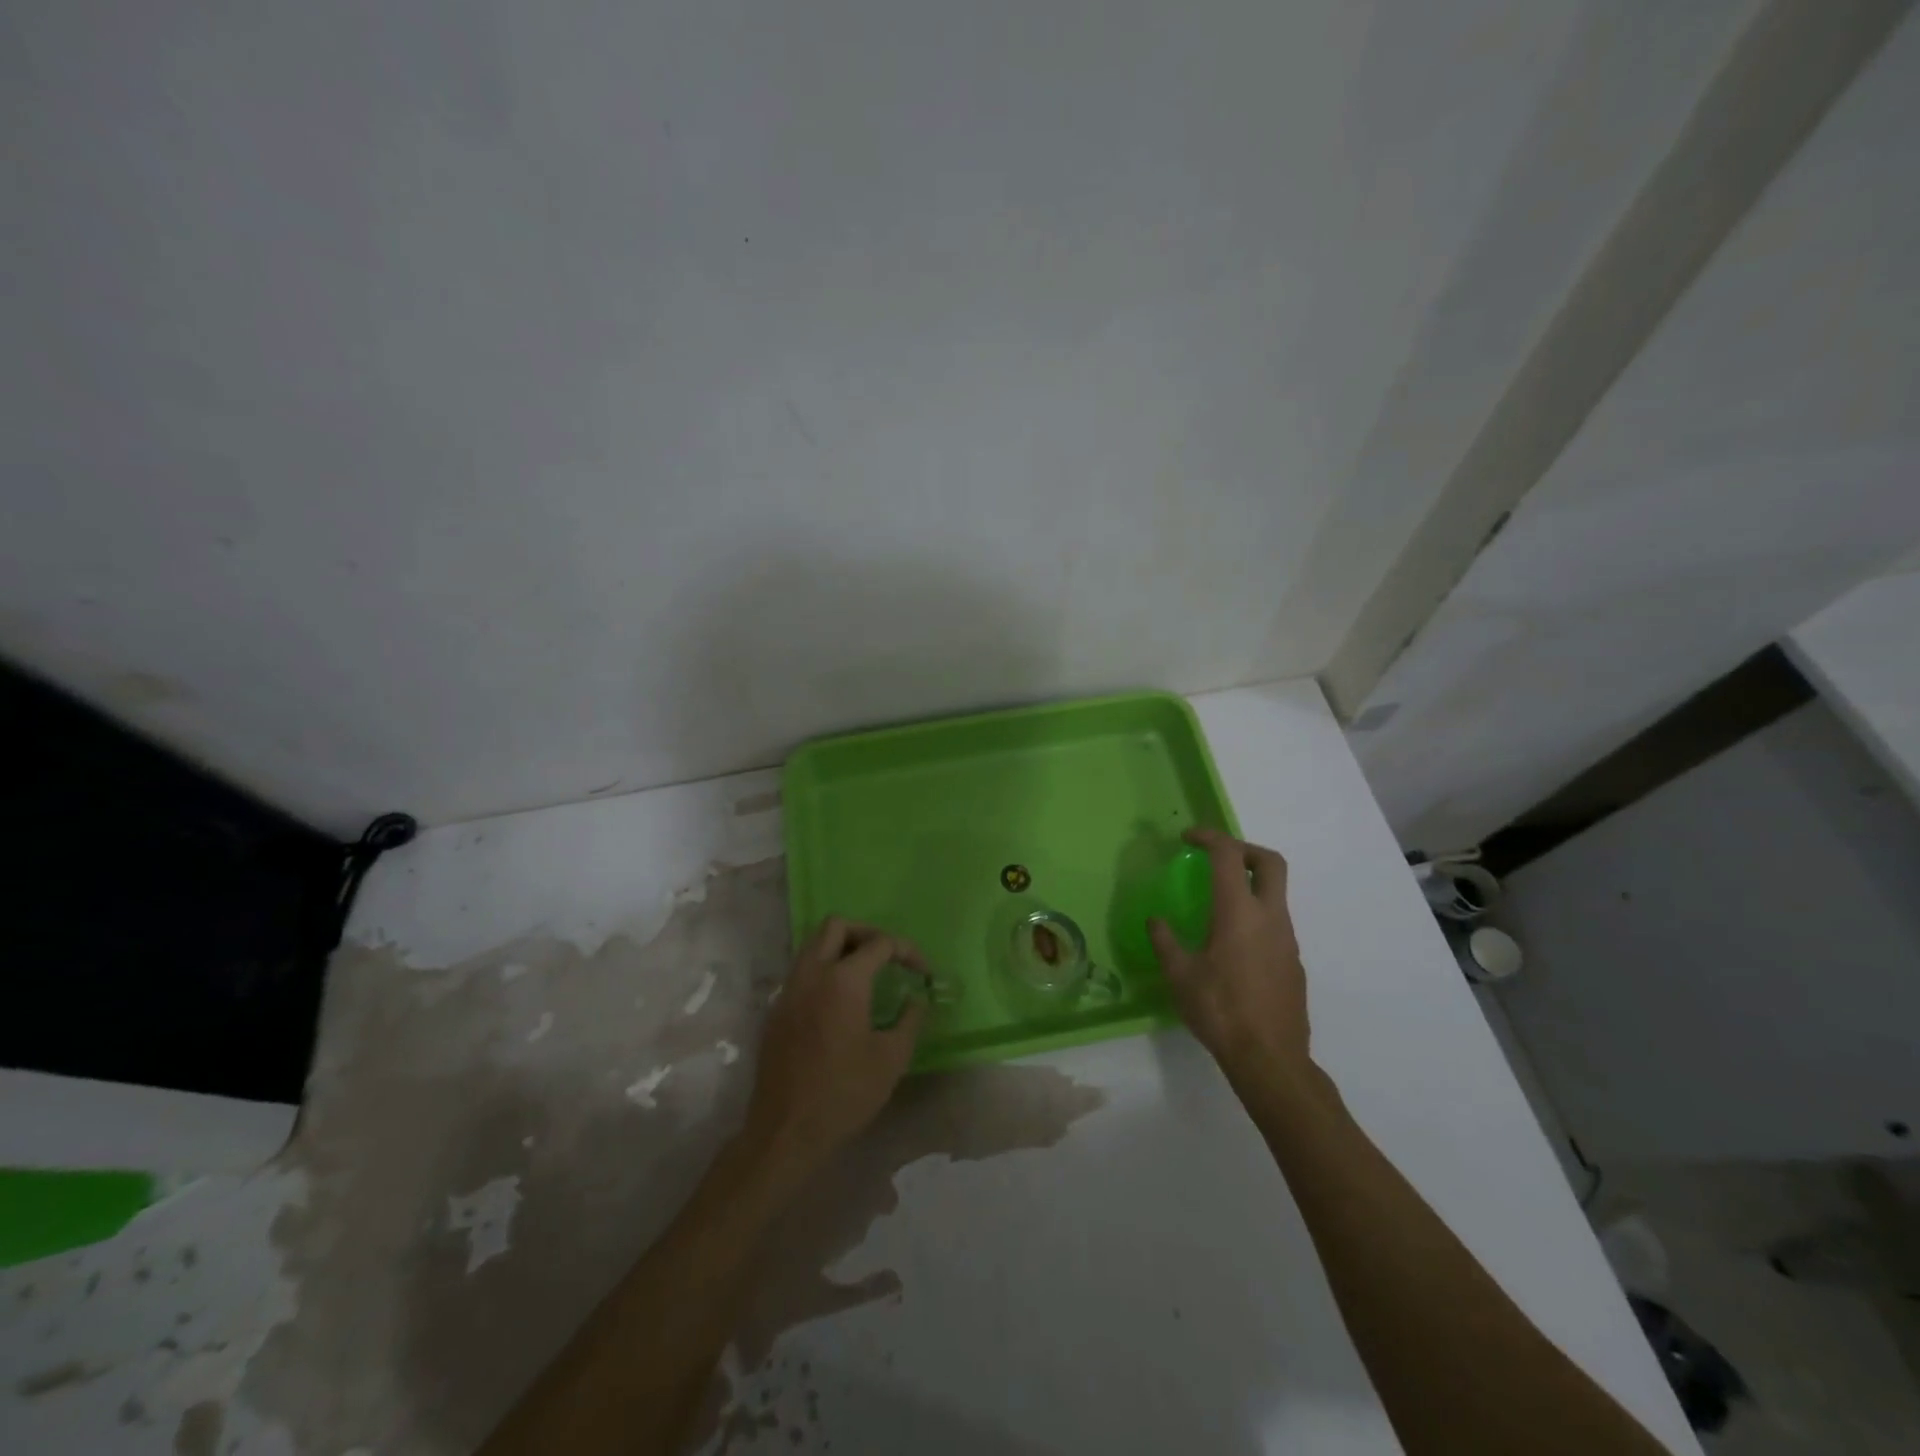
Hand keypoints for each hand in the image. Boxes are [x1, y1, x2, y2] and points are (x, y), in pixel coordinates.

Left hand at [743, 917, 925, 1177]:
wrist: (785, 1131)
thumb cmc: (844, 1094)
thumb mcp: (891, 1059)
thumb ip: (910, 1020)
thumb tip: (917, 999)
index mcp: (843, 980)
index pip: (880, 943)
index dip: (907, 951)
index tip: (923, 972)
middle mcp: (812, 973)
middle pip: (837, 926)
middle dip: (867, 932)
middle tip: (887, 957)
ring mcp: (789, 990)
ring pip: (813, 944)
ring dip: (841, 948)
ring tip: (866, 974)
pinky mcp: (776, 1010)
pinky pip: (802, 971)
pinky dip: (823, 970)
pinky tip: (839, 1001)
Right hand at [1149, 829, 1310, 1086]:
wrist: (1270, 1058)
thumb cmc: (1220, 1010)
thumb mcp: (1180, 975)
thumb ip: (1166, 941)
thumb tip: (1156, 920)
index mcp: (1238, 912)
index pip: (1228, 855)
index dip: (1208, 837)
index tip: (1187, 838)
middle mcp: (1270, 917)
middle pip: (1271, 862)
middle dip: (1244, 849)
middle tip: (1216, 857)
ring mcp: (1288, 939)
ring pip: (1276, 893)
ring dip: (1250, 883)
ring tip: (1218, 901)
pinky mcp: (1294, 961)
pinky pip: (1276, 922)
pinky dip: (1256, 914)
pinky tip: (1233, 943)